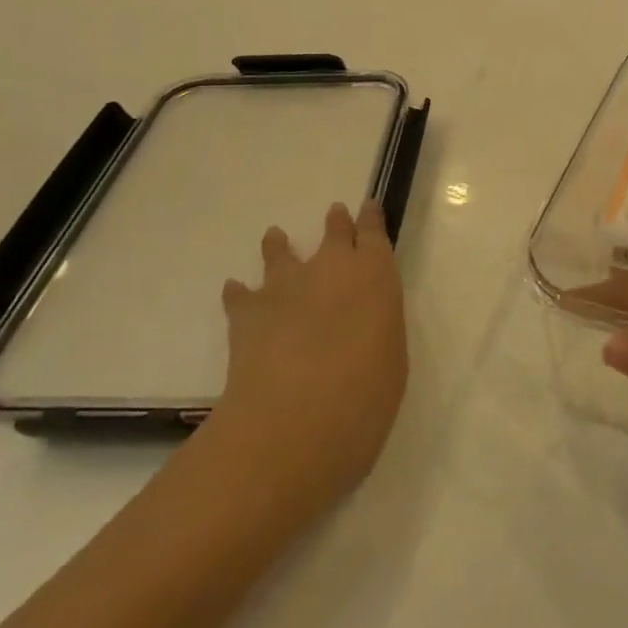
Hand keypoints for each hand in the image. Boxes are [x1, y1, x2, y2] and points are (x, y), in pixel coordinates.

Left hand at [202, 201, 408, 517]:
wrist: (295, 420)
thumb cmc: (364, 397)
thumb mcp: (392, 361)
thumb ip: (378, 330)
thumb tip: (363, 325)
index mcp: (375, 276)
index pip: (374, 235)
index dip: (371, 219)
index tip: (368, 207)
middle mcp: (331, 269)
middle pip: (333, 233)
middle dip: (336, 223)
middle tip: (335, 214)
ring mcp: (285, 286)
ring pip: (281, 252)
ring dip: (280, 246)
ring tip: (276, 238)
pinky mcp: (247, 311)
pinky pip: (240, 293)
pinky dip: (239, 293)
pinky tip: (235, 293)